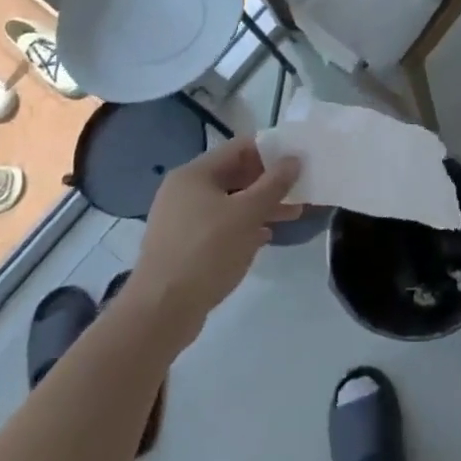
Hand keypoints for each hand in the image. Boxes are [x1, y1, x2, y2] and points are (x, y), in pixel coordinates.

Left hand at [128, 137, 300, 344]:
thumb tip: (294, 160)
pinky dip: (243, 227)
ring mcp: (181, 219)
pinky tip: (265, 237)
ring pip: (229, 203)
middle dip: (269, 182)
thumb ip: (274, 184)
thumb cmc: (206, 252)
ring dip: (260, 206)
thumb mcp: (247, 214)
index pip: (239, 148)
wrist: (161, 311)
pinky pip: (220, 226)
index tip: (299, 159)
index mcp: (195, 174)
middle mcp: (184, 191)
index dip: (271, 150)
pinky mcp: (184, 246)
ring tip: (292, 214)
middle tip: (300, 189)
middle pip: (234, 175)